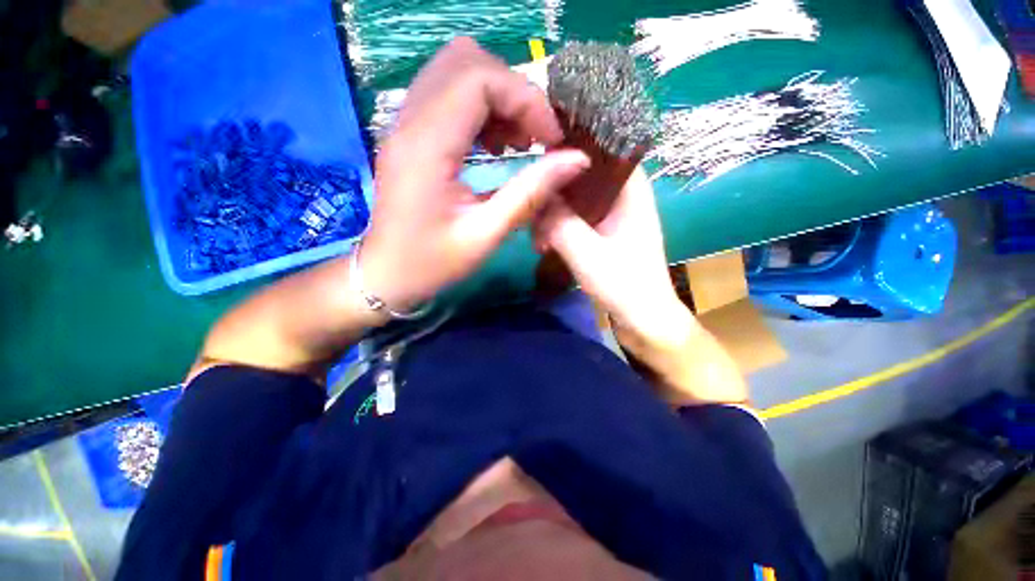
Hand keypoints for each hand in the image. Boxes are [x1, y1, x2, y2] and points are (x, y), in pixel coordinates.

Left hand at [360, 38, 590, 310]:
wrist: (386, 273)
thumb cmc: (432, 263)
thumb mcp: (486, 234)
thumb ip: (531, 193)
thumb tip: (577, 159)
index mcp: (427, 147)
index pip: (478, 78)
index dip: (525, 98)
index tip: (551, 139)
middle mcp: (410, 122)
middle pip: (466, 62)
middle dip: (513, 92)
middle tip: (535, 137)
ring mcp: (405, 124)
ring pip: (456, 71)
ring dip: (497, 98)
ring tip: (518, 142)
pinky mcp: (410, 133)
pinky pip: (448, 94)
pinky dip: (481, 108)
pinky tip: (495, 144)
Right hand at [533, 166, 687, 341]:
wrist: (643, 318)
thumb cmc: (623, 284)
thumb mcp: (586, 252)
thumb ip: (559, 222)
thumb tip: (535, 197)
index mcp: (630, 190)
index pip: (600, 150)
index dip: (569, 152)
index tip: (538, 164)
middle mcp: (623, 196)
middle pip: (583, 177)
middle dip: (555, 193)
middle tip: (533, 215)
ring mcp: (613, 215)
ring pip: (577, 200)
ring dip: (555, 215)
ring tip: (538, 238)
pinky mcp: (604, 232)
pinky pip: (577, 218)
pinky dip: (561, 227)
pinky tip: (545, 243)